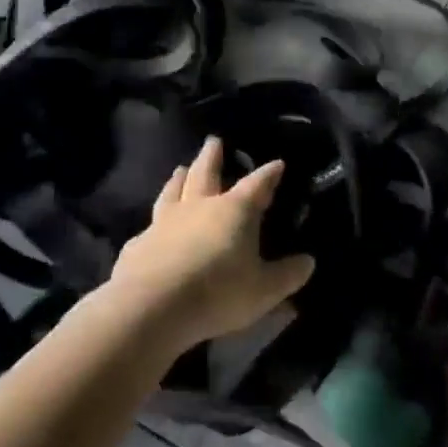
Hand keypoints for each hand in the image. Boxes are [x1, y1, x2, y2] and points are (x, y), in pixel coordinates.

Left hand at [107, 137, 314, 354]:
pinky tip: (151, 228)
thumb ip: (288, 275)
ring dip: (179, 178)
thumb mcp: (264, 290)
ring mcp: (165, 222)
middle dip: (213, 156)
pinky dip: (155, 222)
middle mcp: (199, 206)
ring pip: (173, 191)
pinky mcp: (138, 244)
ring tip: (180, 168)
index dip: (269, 174)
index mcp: (234, 210)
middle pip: (207, 172)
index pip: (257, 184)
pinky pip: (149, 226)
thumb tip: (309, 261)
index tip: (277, 163)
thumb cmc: (218, 292)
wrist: (152, 307)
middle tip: (214, 140)